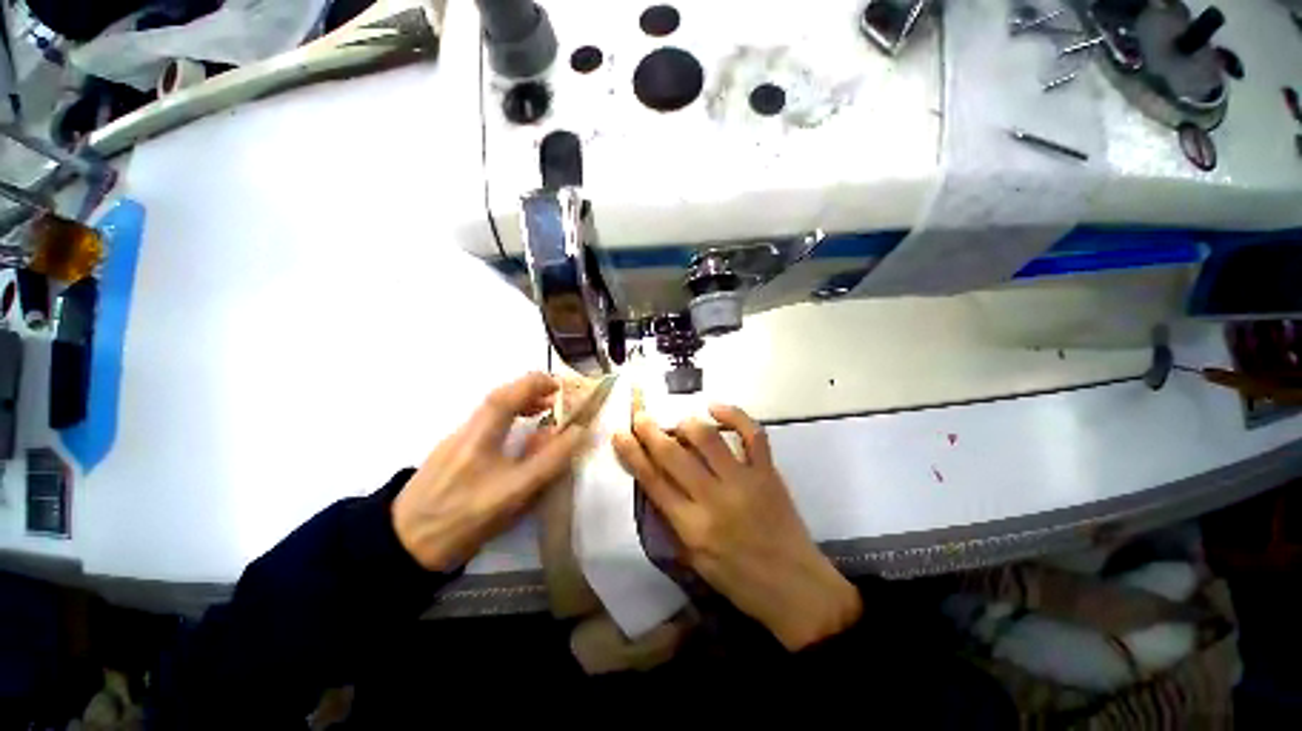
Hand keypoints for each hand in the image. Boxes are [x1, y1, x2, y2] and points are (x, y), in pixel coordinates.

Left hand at [392, 372, 590, 570]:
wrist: (405, 544)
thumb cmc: (465, 525)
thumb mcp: (514, 500)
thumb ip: (547, 464)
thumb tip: (574, 433)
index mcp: (481, 451)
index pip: (512, 407)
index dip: (538, 392)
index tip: (562, 389)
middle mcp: (467, 438)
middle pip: (497, 397)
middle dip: (530, 386)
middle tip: (556, 392)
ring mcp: (454, 439)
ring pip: (490, 405)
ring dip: (519, 397)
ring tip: (542, 406)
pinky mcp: (449, 444)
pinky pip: (484, 416)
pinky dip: (506, 409)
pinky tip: (516, 423)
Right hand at [613, 406, 861, 650]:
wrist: (794, 587)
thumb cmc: (739, 580)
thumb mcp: (694, 559)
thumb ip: (673, 520)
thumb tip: (657, 481)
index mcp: (691, 526)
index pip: (652, 481)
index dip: (632, 454)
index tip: (620, 434)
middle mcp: (713, 499)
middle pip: (673, 455)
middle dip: (651, 430)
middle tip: (641, 416)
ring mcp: (743, 482)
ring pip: (707, 438)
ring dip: (686, 423)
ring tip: (679, 421)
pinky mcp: (767, 472)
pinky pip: (752, 434)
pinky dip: (735, 415)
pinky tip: (716, 407)